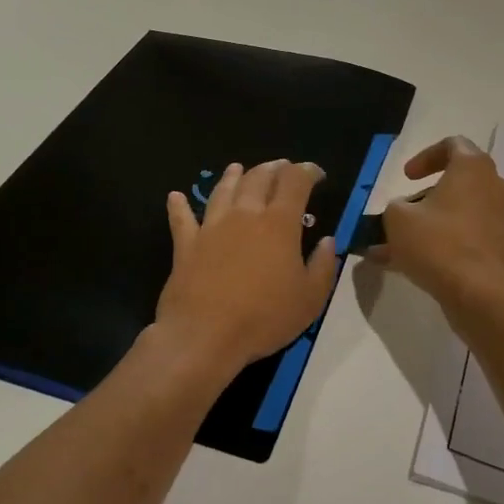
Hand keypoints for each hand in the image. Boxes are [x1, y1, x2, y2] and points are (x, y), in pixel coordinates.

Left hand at [158, 160, 338, 376]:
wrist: (204, 336)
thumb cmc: (264, 317)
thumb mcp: (310, 298)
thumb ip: (324, 266)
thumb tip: (328, 241)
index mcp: (278, 223)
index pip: (295, 182)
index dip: (307, 171)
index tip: (317, 174)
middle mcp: (245, 215)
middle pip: (258, 178)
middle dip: (273, 168)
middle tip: (282, 168)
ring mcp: (211, 227)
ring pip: (223, 190)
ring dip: (233, 176)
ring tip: (238, 168)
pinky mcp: (186, 245)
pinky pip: (181, 219)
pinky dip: (179, 206)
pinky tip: (176, 197)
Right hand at [369, 137, 503, 310]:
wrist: (478, 293)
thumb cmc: (437, 243)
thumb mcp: (398, 218)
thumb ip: (397, 206)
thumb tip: (405, 210)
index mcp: (473, 167)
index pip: (453, 145)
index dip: (425, 157)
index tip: (407, 177)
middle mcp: (495, 186)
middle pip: (459, 180)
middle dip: (427, 195)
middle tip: (404, 211)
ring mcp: (503, 217)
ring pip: (462, 211)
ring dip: (433, 222)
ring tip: (399, 246)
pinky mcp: (503, 246)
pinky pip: (469, 235)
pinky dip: (445, 242)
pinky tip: (413, 265)